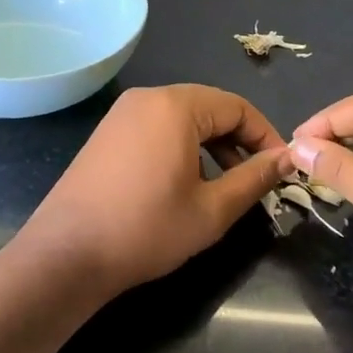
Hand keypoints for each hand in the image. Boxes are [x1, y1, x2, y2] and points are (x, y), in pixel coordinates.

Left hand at [22, 84, 291, 298]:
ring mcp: (123, 113)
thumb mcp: (211, 210)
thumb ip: (254, 178)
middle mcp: (148, 97)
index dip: (265, 136)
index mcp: (176, 105)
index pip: (237, 106)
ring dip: (210, 146)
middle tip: (255, 180)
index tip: (281, 168)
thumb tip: (287, 158)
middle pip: (209, 108)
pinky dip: (181, 147)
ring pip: (183, 118)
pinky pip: (157, 127)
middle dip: (237, 141)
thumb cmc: (146, 229)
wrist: (66, 255)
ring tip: (222, 187)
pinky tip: (182, 185)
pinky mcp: (108, 133)